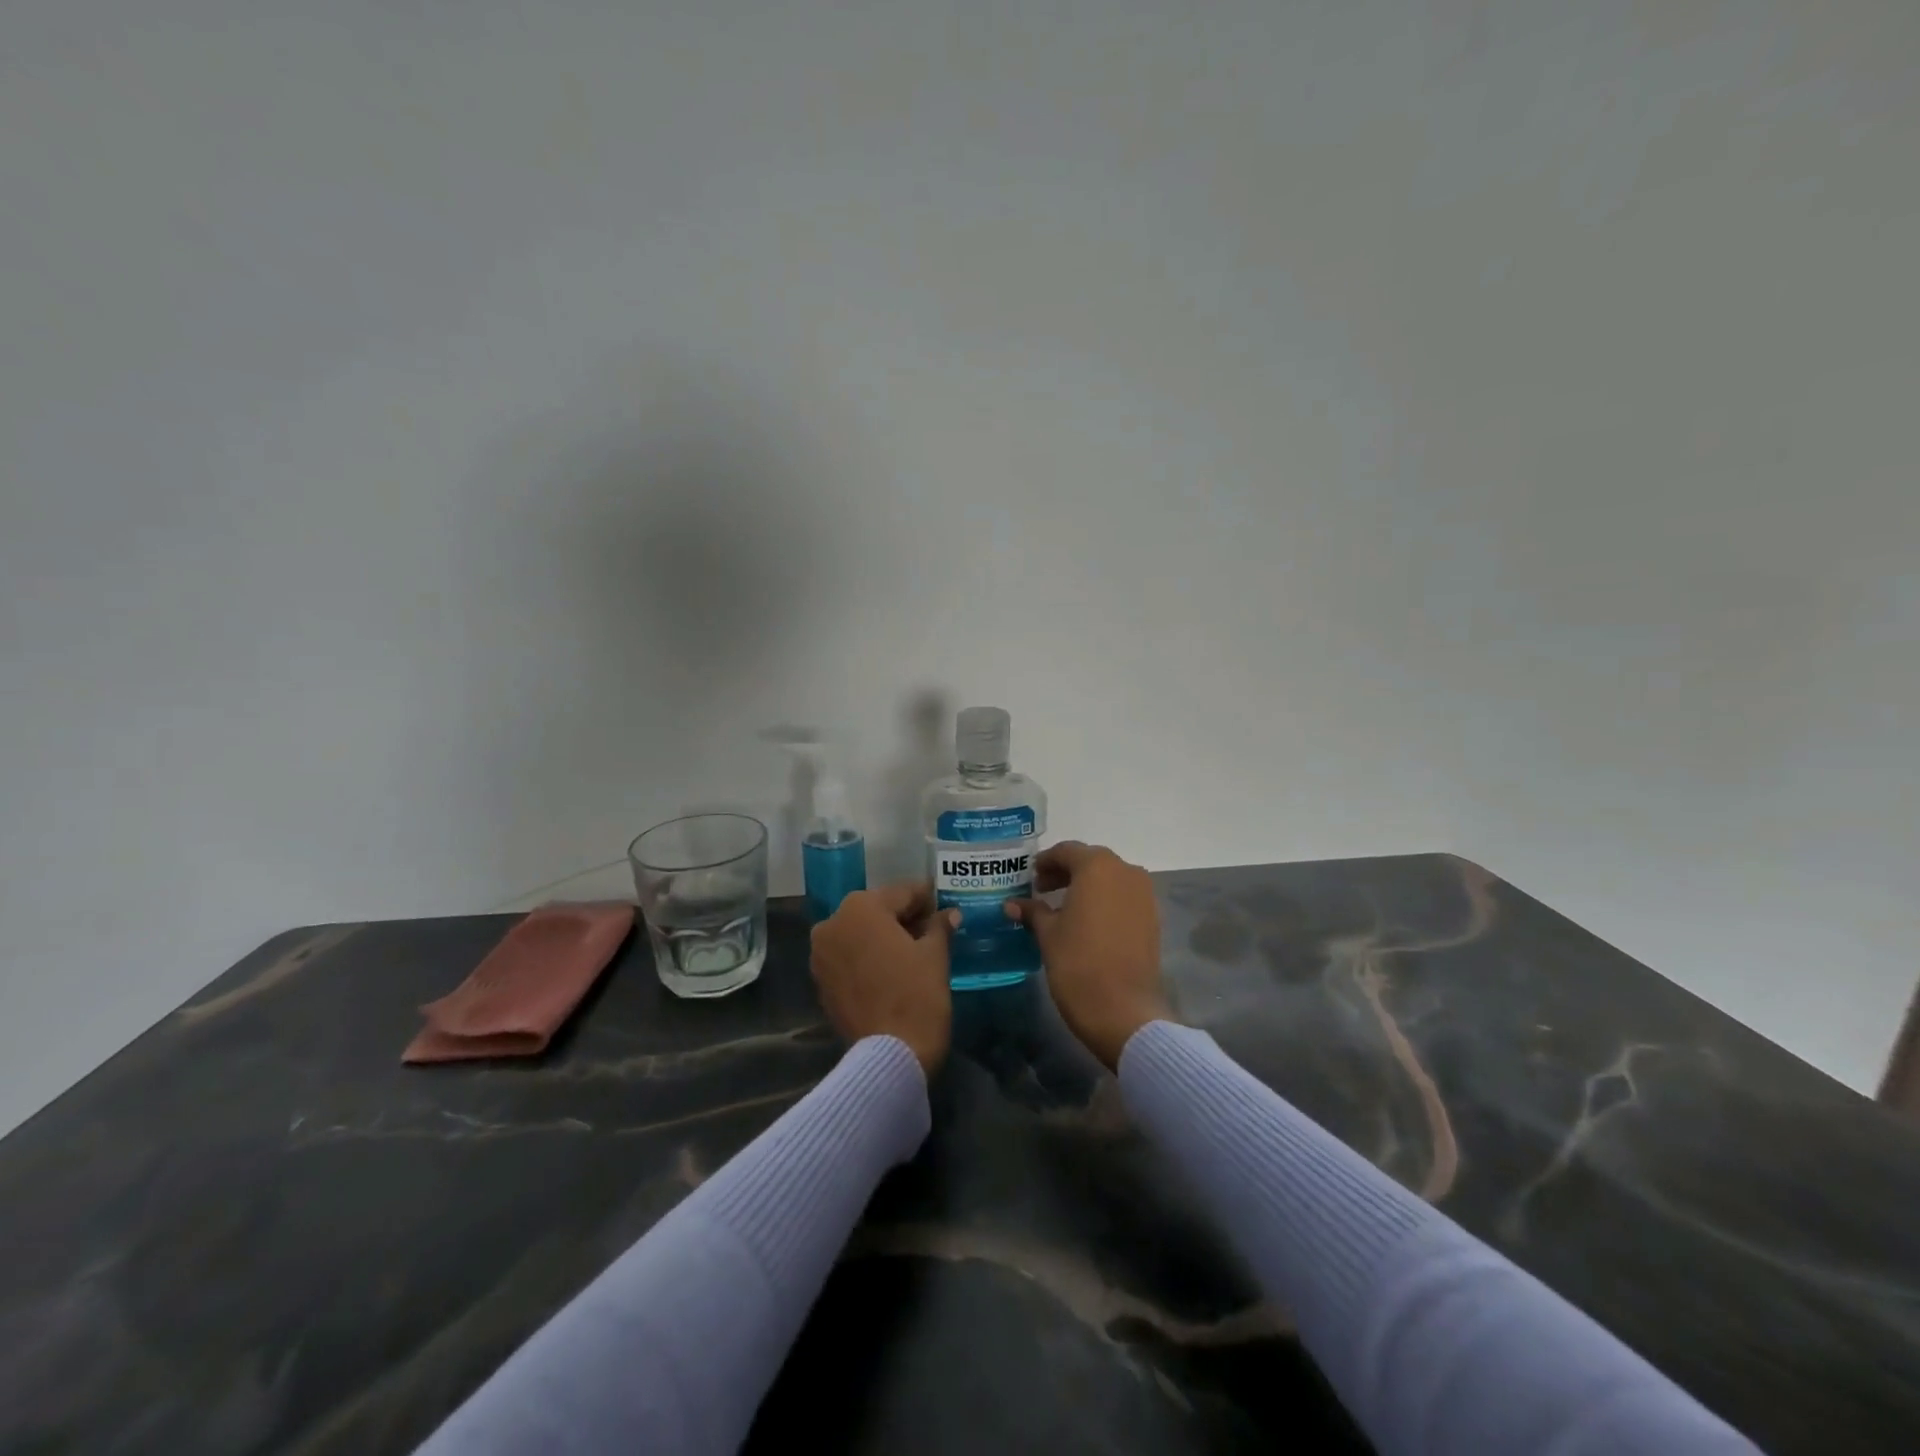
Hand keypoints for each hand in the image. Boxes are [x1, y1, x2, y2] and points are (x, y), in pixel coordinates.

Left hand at [810, 881, 956, 1075]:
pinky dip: (868, 957)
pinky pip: (849, 957)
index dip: (927, 899)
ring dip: (884, 937)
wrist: (889, 1055)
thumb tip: (949, 914)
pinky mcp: (821, 981)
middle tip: (933, 928)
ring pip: (860, 933)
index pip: (902, 893)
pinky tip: (892, 969)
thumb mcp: (935, 955)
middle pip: (877, 911)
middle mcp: (832, 923)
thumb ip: (939, 926)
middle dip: (904, 918)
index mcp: (860, 907)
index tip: (944, 904)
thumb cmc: (916, 995)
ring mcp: (821, 954)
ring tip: (914, 950)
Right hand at [1006, 842, 1168, 1069]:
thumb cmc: (1078, 964)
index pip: (1067, 851)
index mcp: (1097, 867)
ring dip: (1086, 886)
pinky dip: (1104, 901)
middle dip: (1066, 872)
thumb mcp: (1048, 934)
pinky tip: (1086, 922)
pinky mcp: (1152, 918)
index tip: (1030, 877)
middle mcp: (1125, 872)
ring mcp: (1144, 895)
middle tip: (1042, 890)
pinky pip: (1123, 898)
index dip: (1045, 862)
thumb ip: (1032, 911)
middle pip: (1091, 862)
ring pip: (1110, 879)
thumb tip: (1013, 904)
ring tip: (1062, 908)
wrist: (1124, 1011)